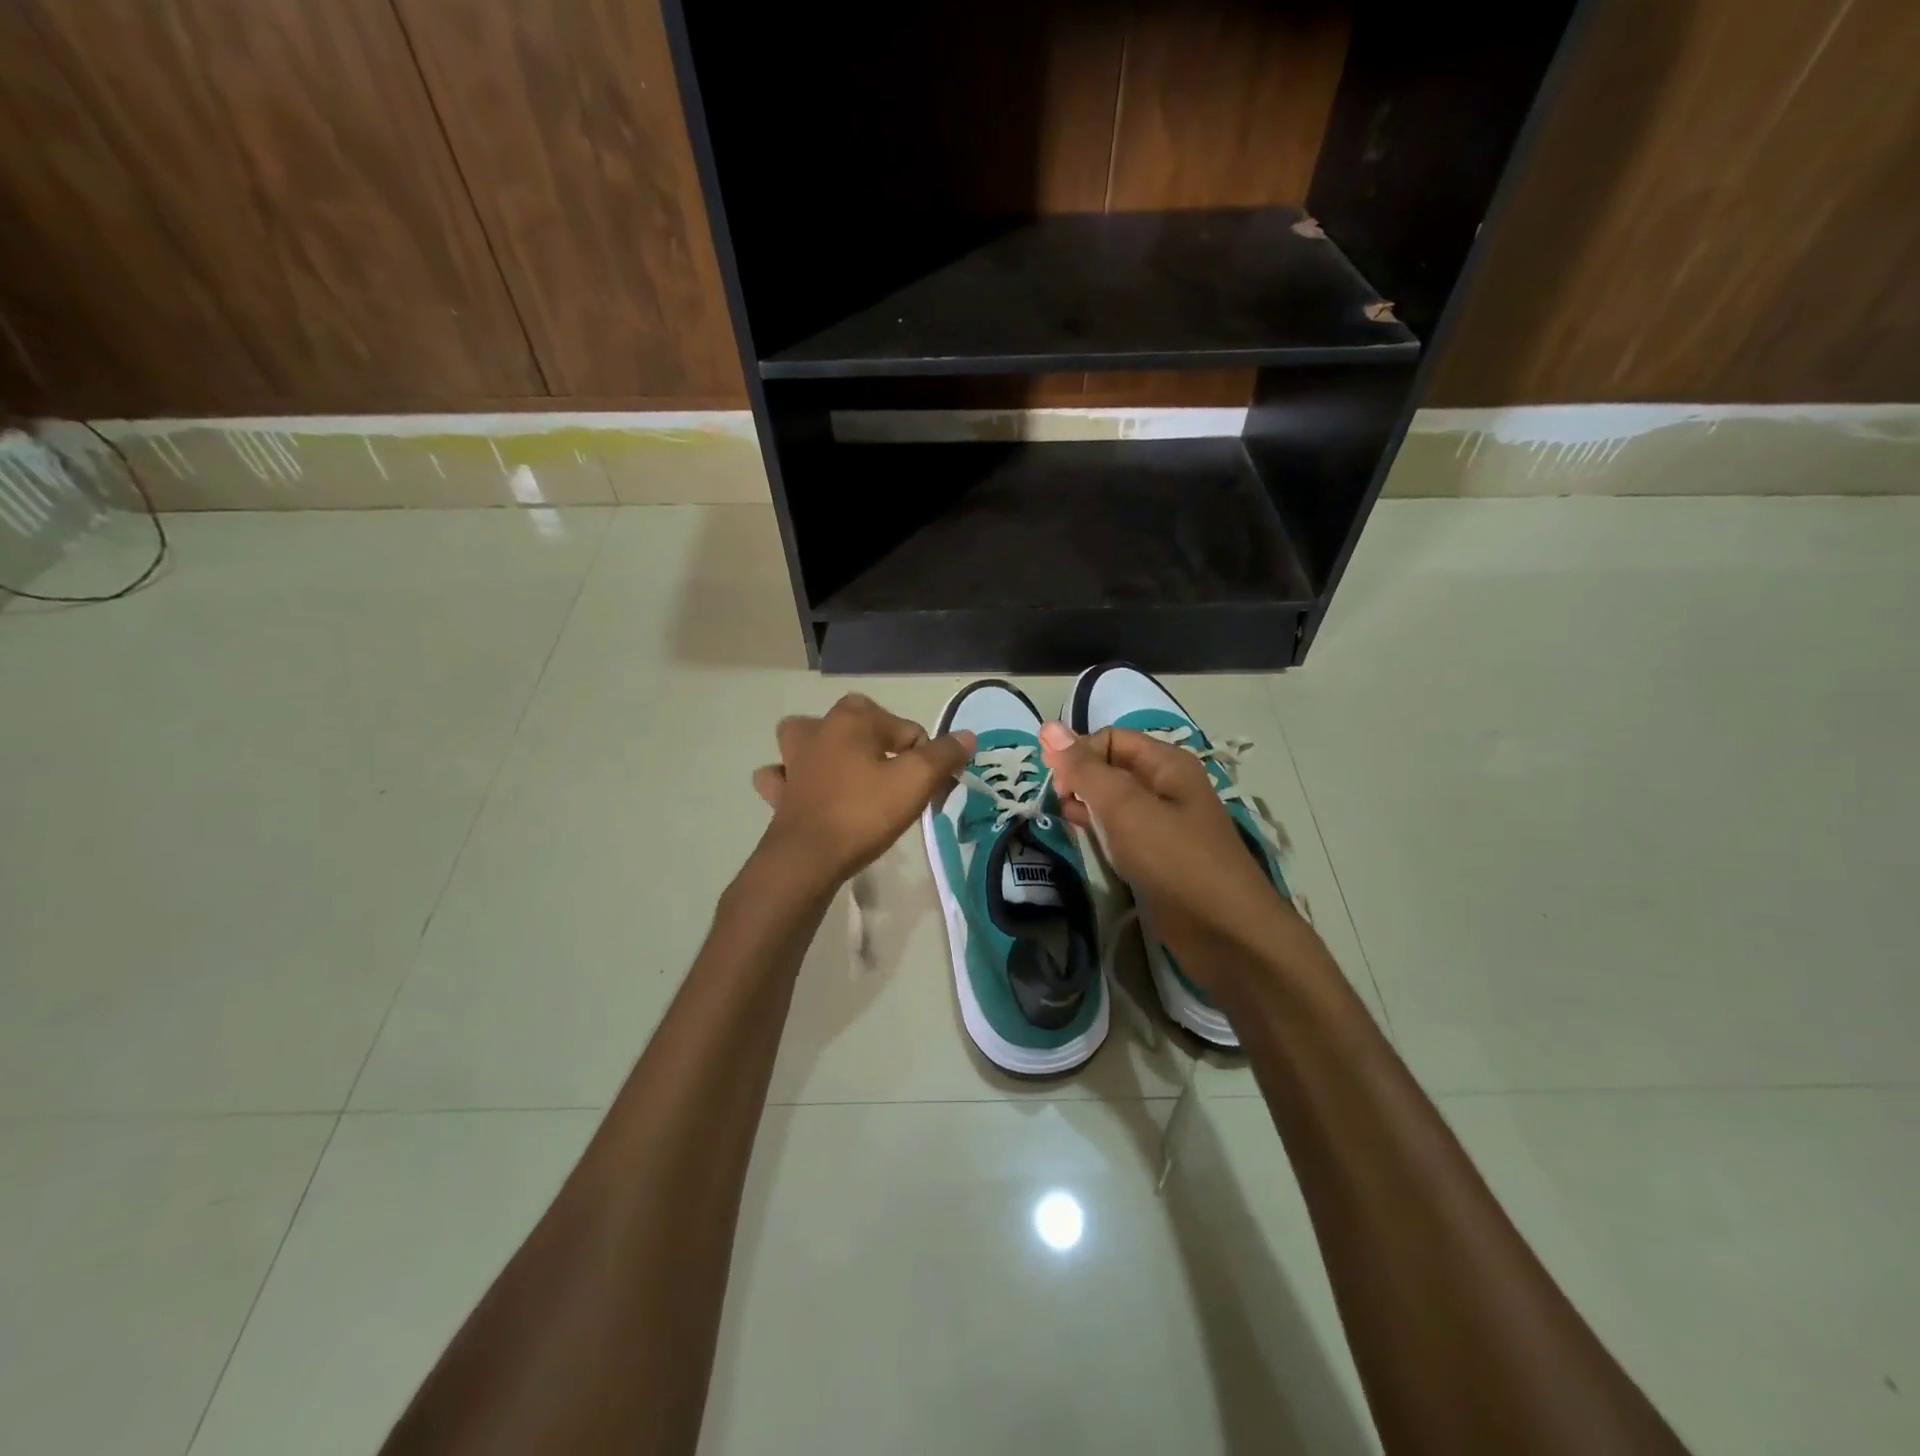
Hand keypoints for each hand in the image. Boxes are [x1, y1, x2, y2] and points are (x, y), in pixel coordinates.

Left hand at [752, 694, 974, 885]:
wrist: (808, 858)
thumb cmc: (864, 813)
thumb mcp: (915, 782)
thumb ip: (943, 755)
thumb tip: (966, 736)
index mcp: (852, 719)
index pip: (907, 730)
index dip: (925, 758)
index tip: (931, 789)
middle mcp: (818, 729)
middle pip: (859, 724)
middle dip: (880, 744)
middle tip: (896, 781)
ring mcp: (792, 760)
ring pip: (809, 739)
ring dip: (827, 749)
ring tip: (847, 772)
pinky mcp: (779, 791)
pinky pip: (783, 775)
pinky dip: (792, 779)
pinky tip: (805, 792)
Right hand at [1038, 721, 1294, 990]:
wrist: (1227, 934)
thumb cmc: (1175, 861)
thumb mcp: (1125, 808)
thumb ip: (1085, 769)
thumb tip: (1048, 728)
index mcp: (1167, 764)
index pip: (1110, 739)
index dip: (1078, 753)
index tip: (1054, 784)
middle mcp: (1167, 787)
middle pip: (1112, 767)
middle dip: (1080, 779)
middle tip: (1056, 805)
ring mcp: (1165, 824)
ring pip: (1115, 802)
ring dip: (1087, 806)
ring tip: (1063, 822)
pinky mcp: (1160, 858)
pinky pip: (1122, 832)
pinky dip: (1100, 832)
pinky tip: (1085, 842)